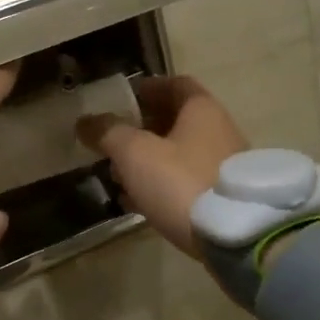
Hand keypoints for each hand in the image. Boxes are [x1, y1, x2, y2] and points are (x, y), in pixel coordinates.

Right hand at [76, 76, 248, 258]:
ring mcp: (224, 165)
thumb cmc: (181, 181)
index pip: (175, 84)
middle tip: (112, 140)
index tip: (122, 100)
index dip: (147, 88)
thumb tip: (85, 121)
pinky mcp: (223, 197)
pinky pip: (186, 181)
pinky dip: (162, 184)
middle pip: (176, 120)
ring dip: (149, 159)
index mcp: (201, 110)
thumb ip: (108, 133)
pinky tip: (138, 201)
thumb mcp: (135, 153)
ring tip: (118, 174)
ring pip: (180, 153)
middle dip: (142, 128)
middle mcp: (219, 130)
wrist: (234, 236)